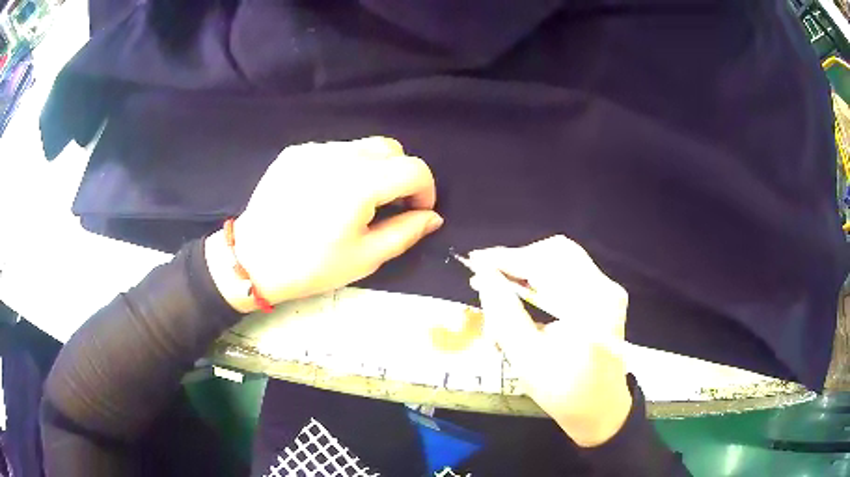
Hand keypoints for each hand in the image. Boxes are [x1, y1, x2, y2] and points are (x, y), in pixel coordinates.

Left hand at [206, 137, 442, 312]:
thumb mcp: (366, 257)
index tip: (416, 212)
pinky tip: (328, 193)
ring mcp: (314, 150)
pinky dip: (345, 166)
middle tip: (389, 205)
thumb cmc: (311, 266)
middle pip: (391, 148)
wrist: (253, 261)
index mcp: (361, 182)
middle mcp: (339, 155)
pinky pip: (334, 151)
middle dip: (401, 174)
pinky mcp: (295, 152)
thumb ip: (406, 232)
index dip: (425, 190)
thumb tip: (433, 217)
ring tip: (357, 200)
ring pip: (362, 146)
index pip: (414, 169)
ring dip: (374, 168)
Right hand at [468, 236, 631, 446]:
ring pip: (563, 258)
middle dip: (519, 260)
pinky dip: (543, 275)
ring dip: (529, 266)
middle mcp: (605, 289)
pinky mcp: (605, 295)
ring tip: (502, 284)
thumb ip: (505, 314)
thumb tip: (483, 277)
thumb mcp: (527, 360)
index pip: (546, 265)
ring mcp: (609, 290)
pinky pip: (570, 271)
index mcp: (591, 308)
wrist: (601, 409)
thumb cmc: (564, 393)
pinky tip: (525, 291)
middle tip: (489, 276)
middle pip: (557, 252)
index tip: (476, 261)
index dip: (508, 259)